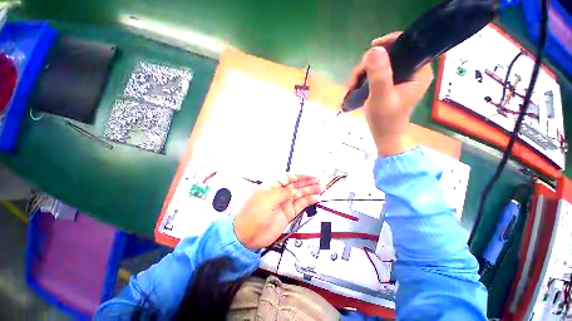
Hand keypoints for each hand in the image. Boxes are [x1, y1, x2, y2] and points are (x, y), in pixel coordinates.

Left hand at [233, 174, 320, 249]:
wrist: (248, 236)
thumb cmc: (253, 214)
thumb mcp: (268, 198)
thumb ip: (283, 193)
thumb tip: (295, 189)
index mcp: (272, 186)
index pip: (289, 177)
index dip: (300, 175)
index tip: (310, 175)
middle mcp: (279, 193)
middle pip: (296, 185)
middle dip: (307, 182)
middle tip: (318, 180)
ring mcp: (284, 203)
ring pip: (300, 194)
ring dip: (310, 191)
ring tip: (320, 188)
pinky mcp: (288, 213)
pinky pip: (300, 205)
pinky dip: (308, 201)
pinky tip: (315, 198)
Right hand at [347, 32, 433, 155]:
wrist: (383, 135)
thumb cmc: (385, 120)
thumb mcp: (381, 97)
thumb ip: (379, 74)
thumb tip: (374, 50)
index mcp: (419, 71)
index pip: (408, 45)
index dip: (389, 43)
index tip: (371, 49)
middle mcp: (413, 71)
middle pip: (390, 54)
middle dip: (369, 64)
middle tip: (354, 79)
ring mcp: (402, 78)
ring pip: (381, 64)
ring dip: (363, 72)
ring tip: (351, 86)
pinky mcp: (392, 84)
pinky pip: (378, 73)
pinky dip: (365, 78)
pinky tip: (355, 86)